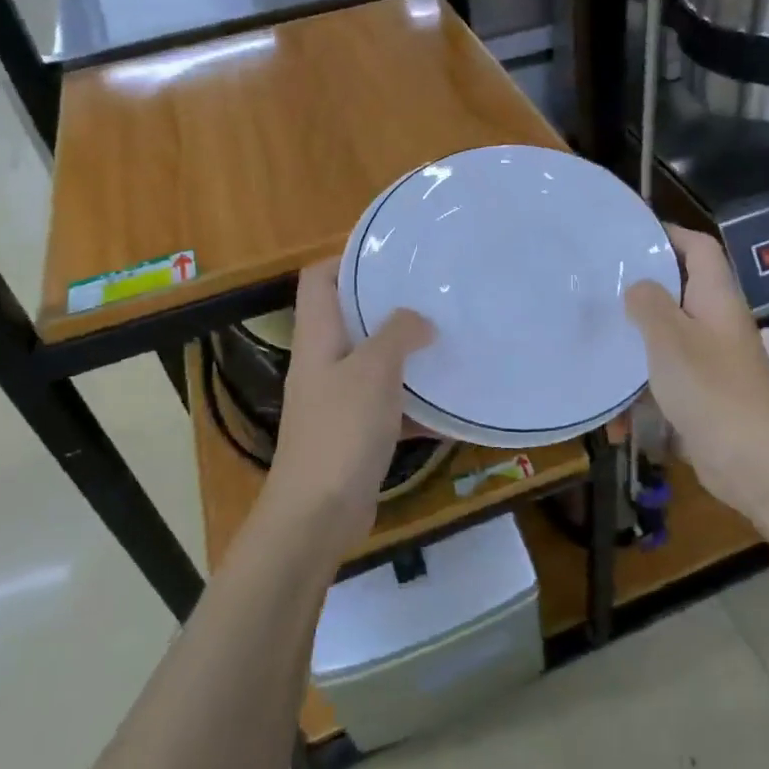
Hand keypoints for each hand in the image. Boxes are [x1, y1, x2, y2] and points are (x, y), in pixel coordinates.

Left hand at [268, 259, 434, 552]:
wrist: (318, 514)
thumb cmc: (341, 432)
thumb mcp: (373, 371)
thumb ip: (397, 334)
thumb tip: (419, 319)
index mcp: (317, 338)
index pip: (318, 280)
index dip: (347, 258)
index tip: (392, 253)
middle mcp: (324, 362)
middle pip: (351, 317)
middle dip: (389, 304)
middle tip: (434, 294)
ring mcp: (338, 400)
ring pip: (374, 362)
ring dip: (407, 352)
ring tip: (449, 337)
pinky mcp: (356, 433)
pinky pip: (389, 405)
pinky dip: (415, 402)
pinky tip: (451, 403)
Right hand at [624, 226, 768, 520]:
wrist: (756, 464)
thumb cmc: (712, 389)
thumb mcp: (671, 338)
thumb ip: (649, 304)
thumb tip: (637, 286)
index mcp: (716, 299)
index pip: (699, 249)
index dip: (669, 234)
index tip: (629, 235)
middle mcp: (716, 324)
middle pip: (677, 294)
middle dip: (640, 295)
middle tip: (598, 291)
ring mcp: (711, 363)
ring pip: (665, 344)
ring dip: (633, 355)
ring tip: (596, 354)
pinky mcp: (703, 398)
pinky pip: (664, 386)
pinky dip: (641, 400)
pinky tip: (617, 424)